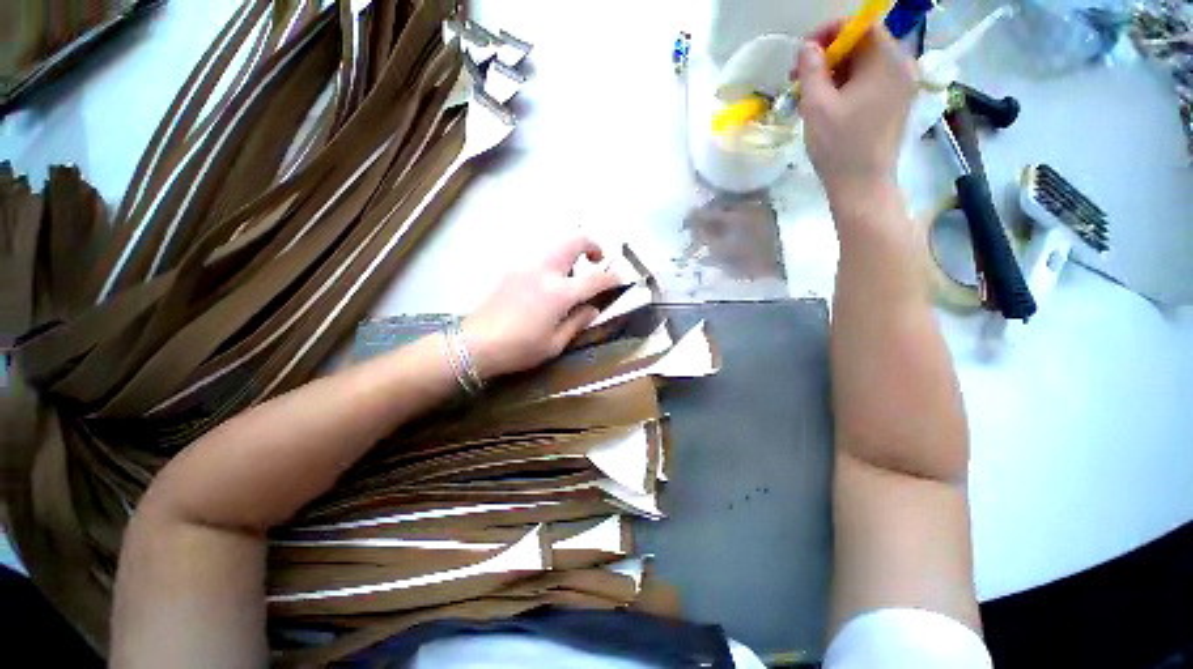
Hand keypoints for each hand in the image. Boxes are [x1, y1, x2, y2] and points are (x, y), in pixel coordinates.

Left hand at [462, 237, 621, 379]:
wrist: (475, 344)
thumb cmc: (519, 349)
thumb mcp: (555, 344)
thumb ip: (578, 321)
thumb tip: (593, 308)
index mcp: (559, 293)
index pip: (596, 278)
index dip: (613, 277)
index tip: (622, 279)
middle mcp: (545, 271)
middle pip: (574, 240)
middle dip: (592, 244)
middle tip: (597, 261)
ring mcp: (526, 265)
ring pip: (556, 242)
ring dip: (572, 250)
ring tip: (574, 273)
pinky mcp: (513, 268)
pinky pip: (541, 254)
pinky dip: (555, 259)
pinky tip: (551, 281)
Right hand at [795, 23, 916, 207]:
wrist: (862, 185)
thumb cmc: (839, 146)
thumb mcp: (816, 106)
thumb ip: (811, 70)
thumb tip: (808, 47)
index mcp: (886, 61)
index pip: (860, 26)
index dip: (829, 33)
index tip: (804, 53)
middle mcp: (902, 66)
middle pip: (864, 44)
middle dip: (830, 56)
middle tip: (802, 78)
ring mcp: (902, 86)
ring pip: (866, 64)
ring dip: (837, 73)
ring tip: (812, 97)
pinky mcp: (897, 103)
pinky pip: (872, 81)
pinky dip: (849, 86)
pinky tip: (830, 106)